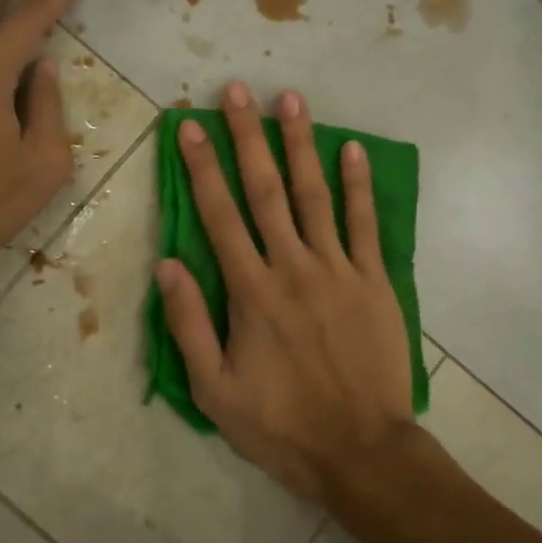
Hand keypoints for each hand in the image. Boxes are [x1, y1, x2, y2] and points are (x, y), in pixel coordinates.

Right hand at [154, 82, 416, 501]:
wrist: (360, 451)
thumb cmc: (281, 425)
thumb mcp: (214, 390)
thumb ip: (188, 325)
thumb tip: (167, 265)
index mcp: (250, 291)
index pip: (218, 215)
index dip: (201, 167)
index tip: (189, 126)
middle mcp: (292, 267)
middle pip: (265, 190)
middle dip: (248, 137)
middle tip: (238, 91)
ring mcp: (338, 270)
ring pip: (315, 195)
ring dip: (300, 145)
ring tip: (292, 100)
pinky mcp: (374, 282)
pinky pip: (364, 225)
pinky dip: (358, 185)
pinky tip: (352, 150)